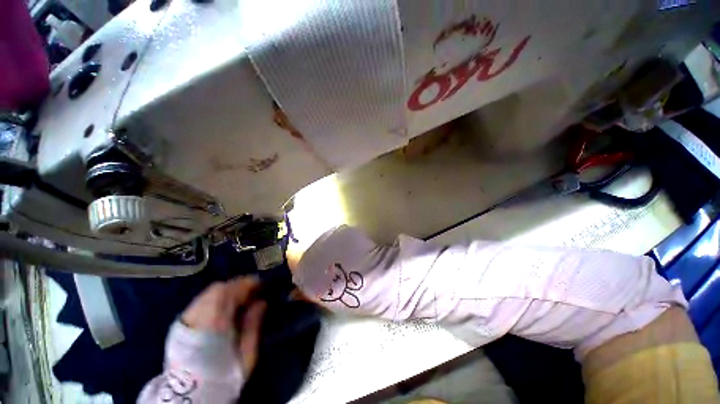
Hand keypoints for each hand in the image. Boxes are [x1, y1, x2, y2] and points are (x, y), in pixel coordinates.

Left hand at [181, 277, 266, 374]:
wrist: (192, 395)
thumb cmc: (225, 376)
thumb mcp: (246, 355)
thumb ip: (253, 326)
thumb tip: (262, 302)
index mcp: (215, 326)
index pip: (229, 293)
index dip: (246, 284)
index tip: (261, 284)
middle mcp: (198, 318)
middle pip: (218, 289)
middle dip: (238, 285)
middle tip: (253, 290)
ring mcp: (187, 320)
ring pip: (208, 293)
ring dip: (228, 290)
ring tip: (241, 297)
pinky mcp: (181, 324)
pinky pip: (201, 300)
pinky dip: (216, 297)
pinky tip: (225, 305)